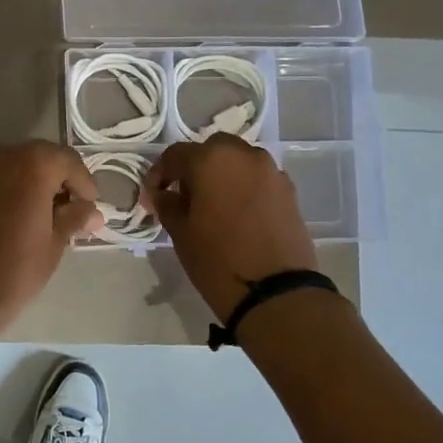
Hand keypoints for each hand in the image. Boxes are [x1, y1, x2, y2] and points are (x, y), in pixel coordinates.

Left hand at [0, 141, 101, 338]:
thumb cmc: (9, 276)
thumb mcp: (52, 249)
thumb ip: (73, 220)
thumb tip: (91, 211)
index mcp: (30, 169)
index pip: (65, 160)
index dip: (81, 181)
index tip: (87, 206)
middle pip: (32, 158)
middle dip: (49, 180)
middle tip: (58, 211)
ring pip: (1, 168)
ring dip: (17, 184)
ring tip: (23, 216)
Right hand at [146, 136, 318, 321]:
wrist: (275, 292)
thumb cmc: (217, 261)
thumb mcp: (181, 234)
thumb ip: (168, 205)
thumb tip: (163, 194)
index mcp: (211, 160)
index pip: (176, 155)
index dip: (160, 174)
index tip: (153, 196)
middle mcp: (244, 155)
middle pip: (212, 150)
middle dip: (196, 167)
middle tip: (184, 195)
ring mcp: (271, 171)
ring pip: (239, 161)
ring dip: (223, 174)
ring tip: (213, 204)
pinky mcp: (289, 190)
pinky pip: (259, 178)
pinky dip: (244, 187)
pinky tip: (238, 214)